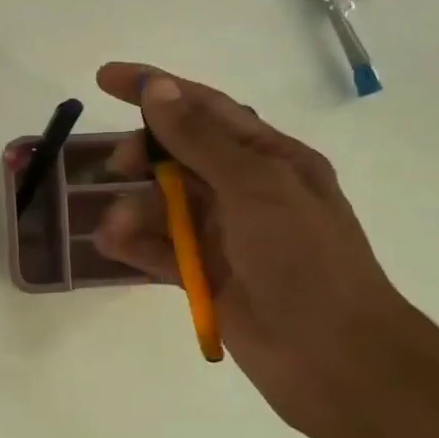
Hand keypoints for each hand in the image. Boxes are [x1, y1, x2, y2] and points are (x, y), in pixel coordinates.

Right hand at [91, 63, 419, 434]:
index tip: (105, 78)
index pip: (206, 108)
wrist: (333, 359)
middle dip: (142, 155)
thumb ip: (199, 139)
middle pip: (179, 155)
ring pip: (164, 204)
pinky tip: (112, 244)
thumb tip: (158, 89)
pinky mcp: (205, 275)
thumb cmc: (304, 260)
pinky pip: (160, 248)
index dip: (155, 88)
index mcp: (271, 158)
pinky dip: (134, 243)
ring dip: (135, 208)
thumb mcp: (254, 187)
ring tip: (116, 227)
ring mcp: (225, 235)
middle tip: (115, 167)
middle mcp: (247, 190)